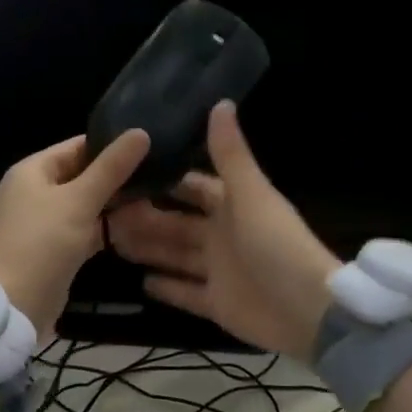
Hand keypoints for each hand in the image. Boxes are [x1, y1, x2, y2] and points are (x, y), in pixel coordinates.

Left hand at [0, 130, 150, 333]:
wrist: (13, 305)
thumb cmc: (42, 243)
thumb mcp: (79, 200)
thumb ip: (111, 168)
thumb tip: (141, 132)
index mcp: (32, 171)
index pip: (77, 146)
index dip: (112, 145)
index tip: (150, 145)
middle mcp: (34, 191)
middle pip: (82, 175)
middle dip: (117, 177)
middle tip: (160, 174)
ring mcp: (43, 222)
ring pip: (85, 204)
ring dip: (114, 204)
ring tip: (157, 197)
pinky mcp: (54, 249)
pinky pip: (84, 229)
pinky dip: (105, 228)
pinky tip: (138, 227)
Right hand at [107, 102, 338, 361]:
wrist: (306, 310)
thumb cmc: (276, 245)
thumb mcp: (252, 195)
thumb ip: (230, 154)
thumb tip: (220, 101)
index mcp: (233, 206)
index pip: (193, 187)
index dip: (165, 180)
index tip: (128, 172)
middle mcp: (223, 236)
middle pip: (176, 224)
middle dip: (145, 217)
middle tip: (104, 211)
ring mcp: (219, 271)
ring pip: (174, 256)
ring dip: (147, 248)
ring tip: (109, 240)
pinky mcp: (216, 304)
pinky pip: (185, 293)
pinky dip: (166, 288)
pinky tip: (139, 281)